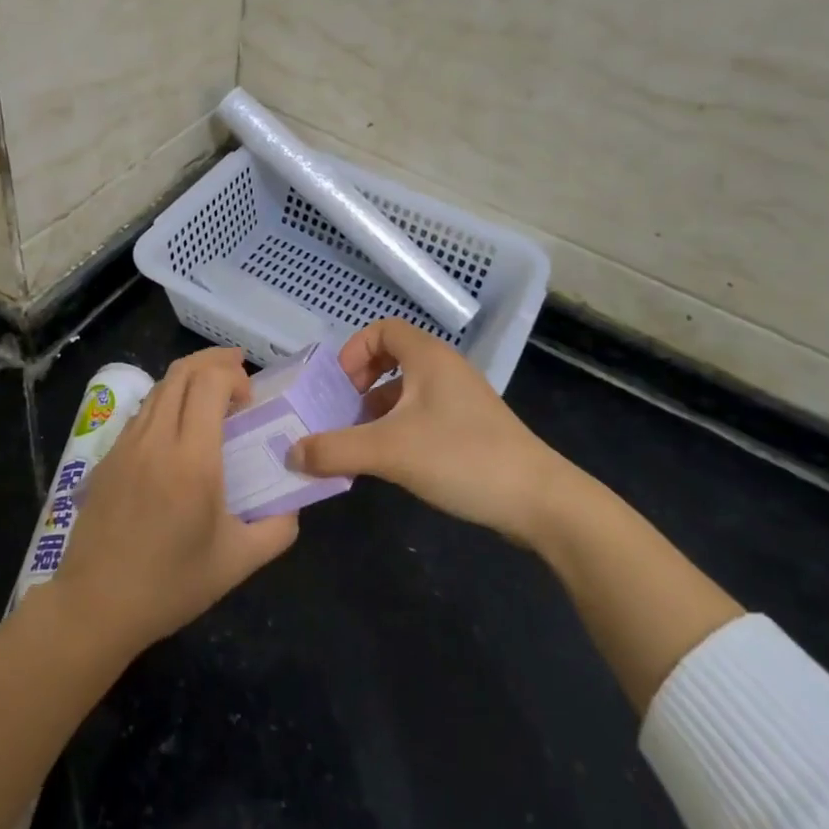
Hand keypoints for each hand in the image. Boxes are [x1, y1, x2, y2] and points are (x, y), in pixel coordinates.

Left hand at [49, 347, 298, 657]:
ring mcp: (126, 445)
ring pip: (159, 388)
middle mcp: (156, 440)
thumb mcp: (238, 563)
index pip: (209, 383)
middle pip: (182, 372)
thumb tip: (293, 504)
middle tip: (238, 372)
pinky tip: (179, 427)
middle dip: (214, 361)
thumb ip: (277, 529)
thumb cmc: (170, 586)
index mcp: (192, 460)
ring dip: (189, 379)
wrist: (95, 607)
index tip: (250, 398)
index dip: (233, 375)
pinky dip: (167, 401)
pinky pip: (142, 412)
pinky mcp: (107, 457)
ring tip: (212, 394)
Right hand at [288, 318, 566, 541]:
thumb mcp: (389, 451)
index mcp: (428, 357)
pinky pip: (424, 413)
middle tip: (342, 412)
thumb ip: (335, 449)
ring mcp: (462, 399)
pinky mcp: (471, 428)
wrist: (539, 500)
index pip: (383, 328)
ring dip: (378, 408)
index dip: (354, 350)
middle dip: (361, 382)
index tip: (338, 385)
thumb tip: (290, 453)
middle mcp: (446, 369)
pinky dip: (400, 427)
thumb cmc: (461, 458)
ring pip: (408, 389)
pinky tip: (391, 461)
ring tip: (359, 441)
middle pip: (393, 357)